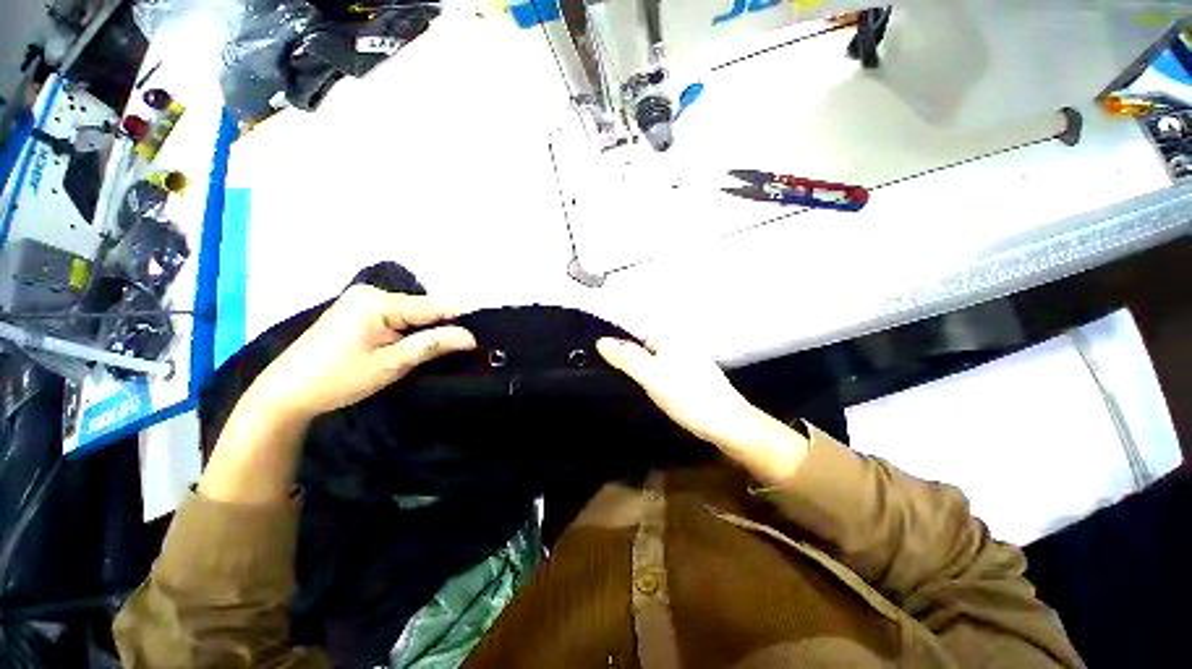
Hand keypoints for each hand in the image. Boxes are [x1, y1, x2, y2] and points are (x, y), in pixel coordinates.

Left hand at [250, 285, 476, 419]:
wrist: (285, 393)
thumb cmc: (338, 379)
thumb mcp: (391, 364)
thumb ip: (432, 345)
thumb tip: (470, 337)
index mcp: (378, 301)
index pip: (433, 306)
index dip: (463, 314)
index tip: (489, 321)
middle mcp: (372, 294)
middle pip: (423, 308)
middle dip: (448, 323)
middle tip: (475, 340)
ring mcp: (363, 302)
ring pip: (413, 314)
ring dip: (432, 328)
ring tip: (459, 341)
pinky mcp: (359, 313)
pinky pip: (398, 318)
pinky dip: (415, 330)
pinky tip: (429, 339)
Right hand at [597, 336, 807, 483]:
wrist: (729, 424)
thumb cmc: (690, 398)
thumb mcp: (653, 378)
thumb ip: (627, 358)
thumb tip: (601, 341)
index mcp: (667, 335)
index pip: (632, 323)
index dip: (610, 327)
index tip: (587, 335)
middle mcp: (673, 340)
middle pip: (638, 336)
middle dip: (617, 342)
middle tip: (590, 352)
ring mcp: (680, 355)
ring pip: (646, 350)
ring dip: (628, 355)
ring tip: (603, 361)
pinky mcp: (682, 370)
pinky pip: (655, 361)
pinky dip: (641, 365)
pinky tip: (631, 374)